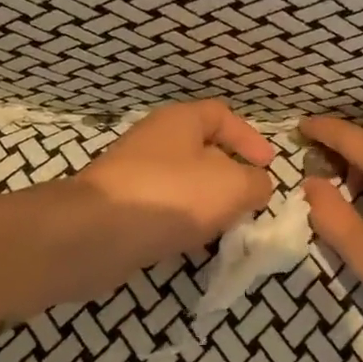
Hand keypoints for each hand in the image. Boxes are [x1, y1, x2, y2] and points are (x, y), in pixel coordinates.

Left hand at [77, 101, 276, 267]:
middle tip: (250, 202)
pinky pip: (162, 211)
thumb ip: (255, 183)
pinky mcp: (120, 209)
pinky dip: (181, 225)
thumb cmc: (170, 196)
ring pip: (183, 185)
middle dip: (230, 176)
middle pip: (202, 151)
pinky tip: (192, 246)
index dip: (249, 137)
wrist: (94, 235)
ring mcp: (133, 175)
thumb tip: (256, 186)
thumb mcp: (232, 186)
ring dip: (207, 205)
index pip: (221, 115)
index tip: (268, 166)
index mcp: (179, 121)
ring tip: (226, 229)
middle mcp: (154, 141)